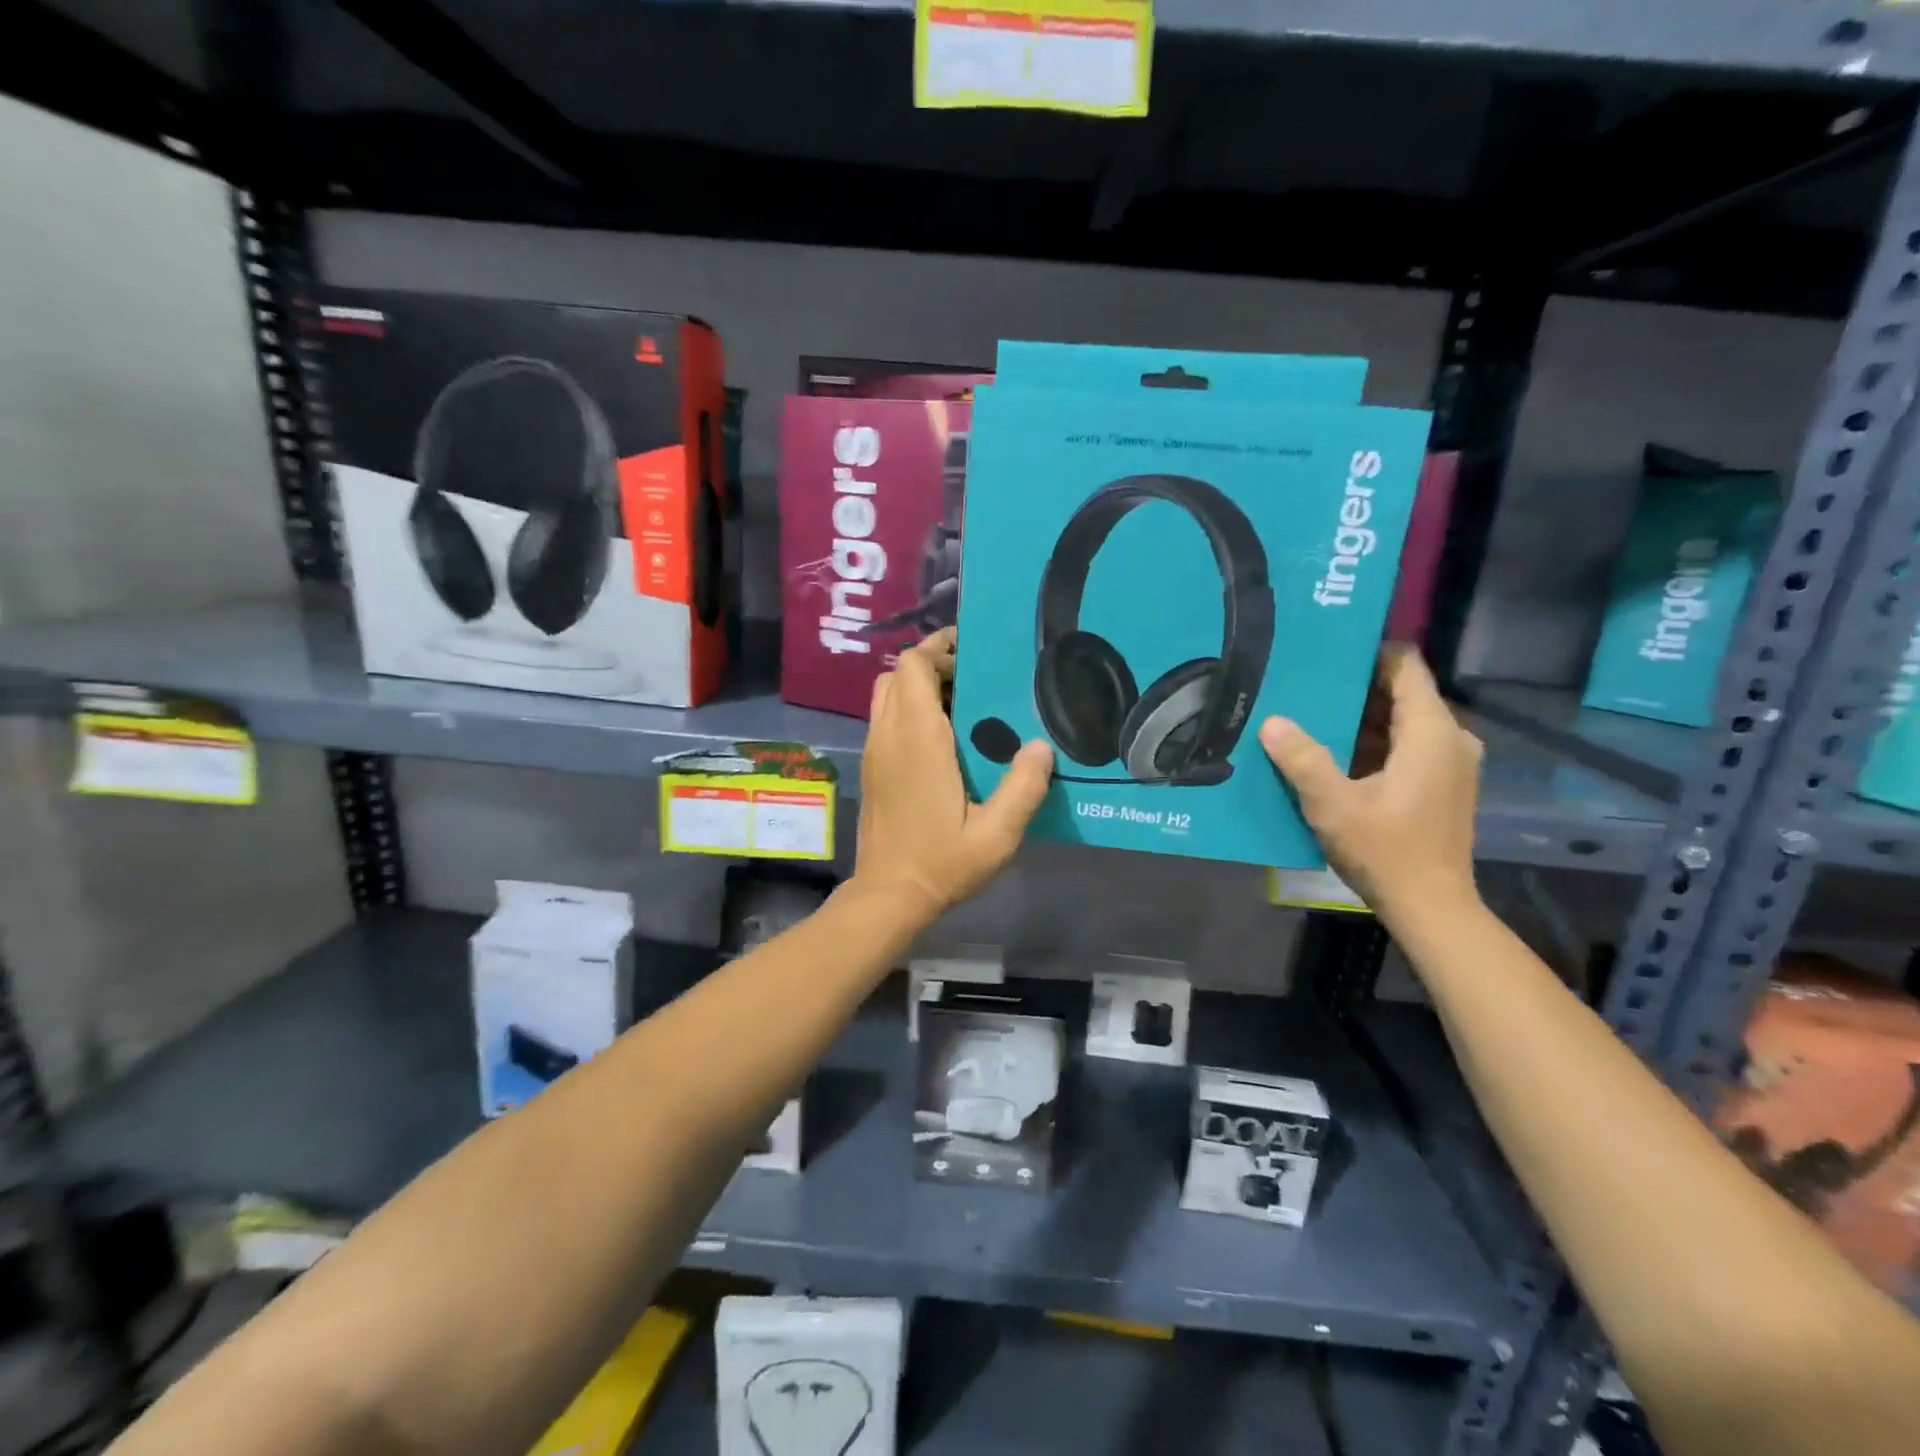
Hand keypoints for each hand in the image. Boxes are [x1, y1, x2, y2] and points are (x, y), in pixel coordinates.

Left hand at [853, 628, 1053, 924]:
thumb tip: (1041, 746)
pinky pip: (886, 717)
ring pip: (887, 693)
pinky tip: (944, 737)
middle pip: (898, 673)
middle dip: (933, 663)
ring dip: (919, 686)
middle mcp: (889, 734)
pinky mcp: (872, 766)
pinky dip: (909, 709)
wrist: (888, 896)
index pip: (914, 666)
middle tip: (975, 677)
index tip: (973, 650)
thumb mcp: (996, 835)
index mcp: (918, 738)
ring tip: (962, 703)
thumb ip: (1023, 788)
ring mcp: (875, 750)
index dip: (939, 648)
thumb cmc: (941, 863)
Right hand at [1258, 644, 1480, 916]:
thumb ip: (1302, 759)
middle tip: (1304, 683)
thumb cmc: (1386, 851)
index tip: (1325, 651)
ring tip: (1308, 714)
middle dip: (1353, 687)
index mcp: (1431, 732)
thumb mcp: (1333, 805)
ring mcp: (1449, 763)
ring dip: (1359, 718)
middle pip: (1400, 693)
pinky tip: (1331, 753)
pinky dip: (1371, 743)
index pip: (1405, 666)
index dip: (1368, 652)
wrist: (1431, 907)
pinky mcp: (1441, 784)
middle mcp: (1449, 739)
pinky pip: (1405, 746)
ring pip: (1400, 722)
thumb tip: (1272, 721)